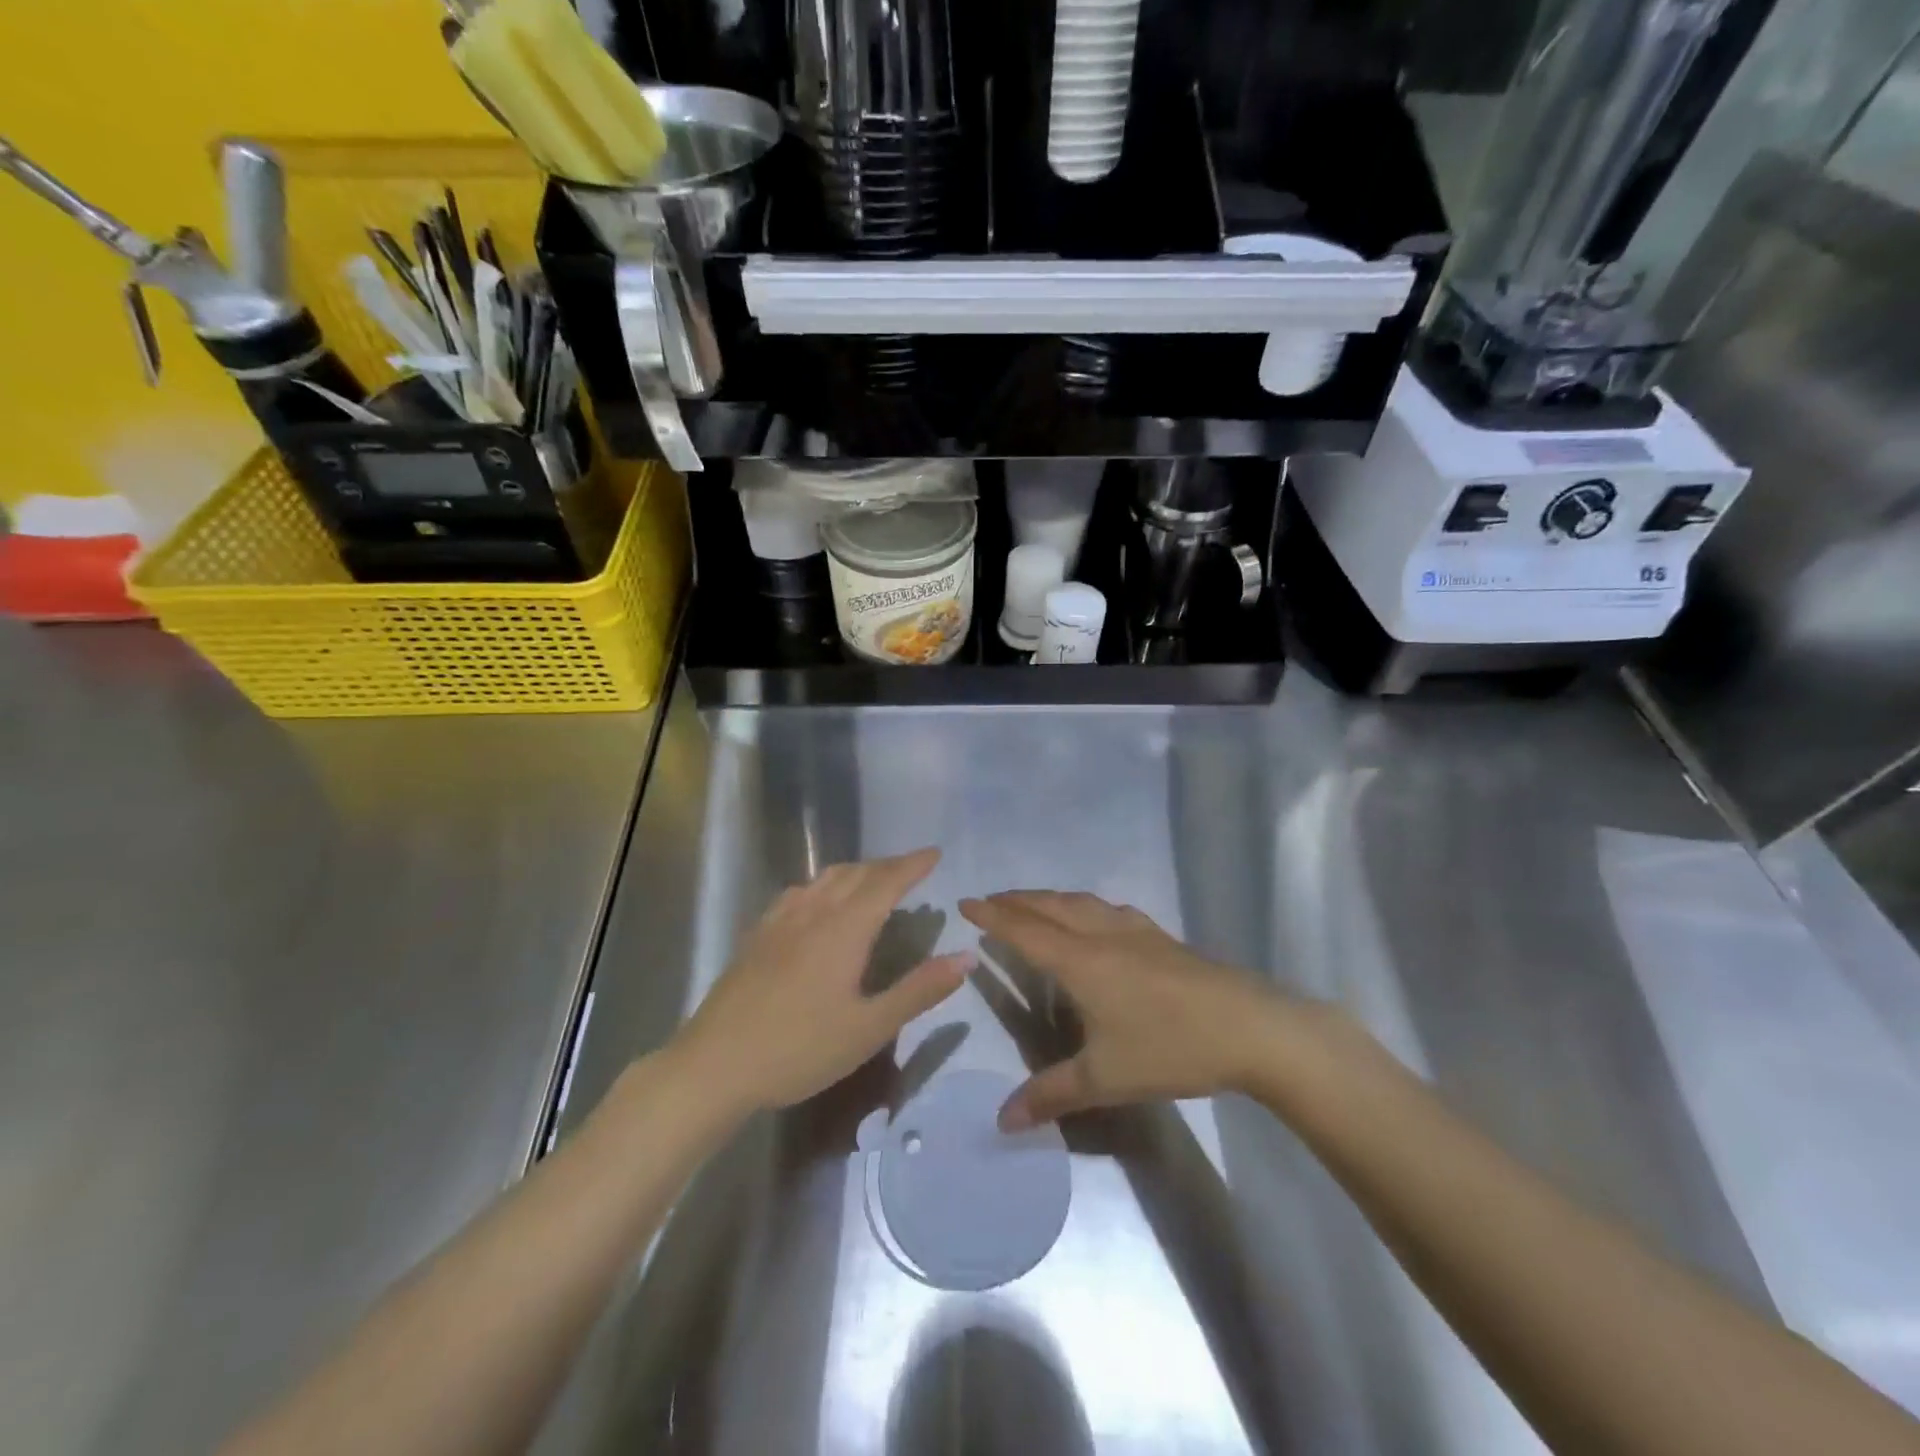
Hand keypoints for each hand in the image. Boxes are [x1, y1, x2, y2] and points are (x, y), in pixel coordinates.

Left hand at [672, 849, 969, 1115]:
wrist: (715, 1065)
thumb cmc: (800, 1049)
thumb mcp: (869, 1028)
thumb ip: (920, 990)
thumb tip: (966, 956)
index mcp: (844, 929)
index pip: (886, 882)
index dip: (913, 865)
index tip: (934, 852)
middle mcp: (813, 912)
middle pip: (856, 873)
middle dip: (887, 865)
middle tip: (912, 867)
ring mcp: (780, 921)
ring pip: (824, 878)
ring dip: (856, 871)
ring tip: (873, 879)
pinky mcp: (757, 935)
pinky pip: (798, 892)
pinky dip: (823, 885)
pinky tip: (818, 902)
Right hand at [960, 891, 1289, 1129]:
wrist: (1250, 1028)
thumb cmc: (1170, 1048)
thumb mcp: (1105, 1078)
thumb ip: (1051, 1095)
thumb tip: (1001, 1121)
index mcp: (1081, 962)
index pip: (1024, 930)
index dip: (992, 916)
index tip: (965, 901)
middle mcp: (1102, 936)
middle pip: (1049, 907)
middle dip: (1016, 900)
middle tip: (990, 900)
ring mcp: (1135, 932)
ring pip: (1080, 902)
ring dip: (1049, 898)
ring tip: (1033, 904)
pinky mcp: (1161, 937)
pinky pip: (1108, 909)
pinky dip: (1084, 905)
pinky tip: (1095, 918)